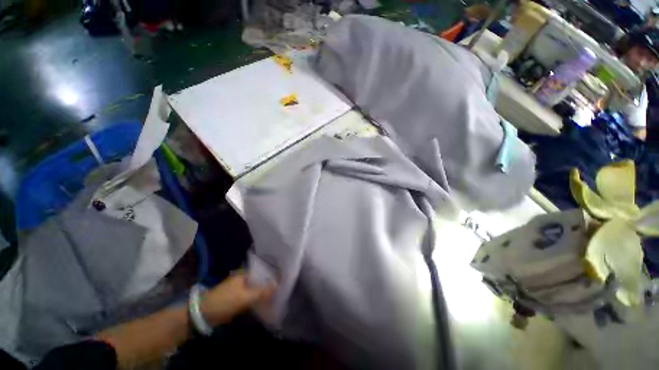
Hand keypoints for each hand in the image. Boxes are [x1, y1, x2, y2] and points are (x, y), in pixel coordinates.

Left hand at [200, 272, 275, 326]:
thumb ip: (262, 291)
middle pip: (260, 281)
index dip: (272, 275)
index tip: (283, 279)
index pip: (263, 272)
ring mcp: (239, 289)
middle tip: (281, 289)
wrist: (203, 315)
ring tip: (276, 296)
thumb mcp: (244, 297)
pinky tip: (265, 303)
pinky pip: (251, 297)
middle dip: (269, 285)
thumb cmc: (224, 301)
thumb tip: (278, 284)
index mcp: (244, 274)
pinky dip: (258, 300)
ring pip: (256, 289)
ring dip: (264, 293)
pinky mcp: (237, 299)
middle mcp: (243, 279)